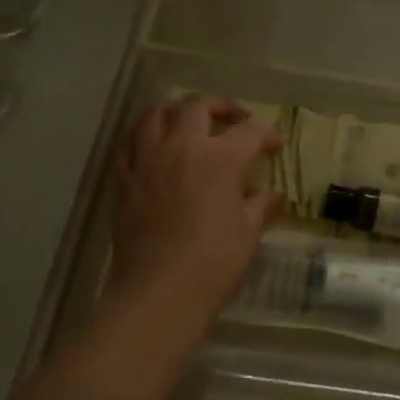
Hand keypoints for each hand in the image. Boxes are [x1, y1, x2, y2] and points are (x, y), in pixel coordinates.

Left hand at [108, 97, 281, 335]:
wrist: (158, 293)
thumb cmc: (213, 264)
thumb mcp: (247, 234)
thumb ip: (260, 206)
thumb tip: (273, 195)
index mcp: (219, 160)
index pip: (248, 133)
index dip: (267, 135)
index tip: (276, 146)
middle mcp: (181, 148)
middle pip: (197, 107)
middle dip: (220, 106)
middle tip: (234, 118)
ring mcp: (147, 161)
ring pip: (154, 113)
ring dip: (175, 110)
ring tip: (188, 120)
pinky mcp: (123, 179)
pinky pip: (129, 142)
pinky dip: (144, 134)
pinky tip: (155, 146)